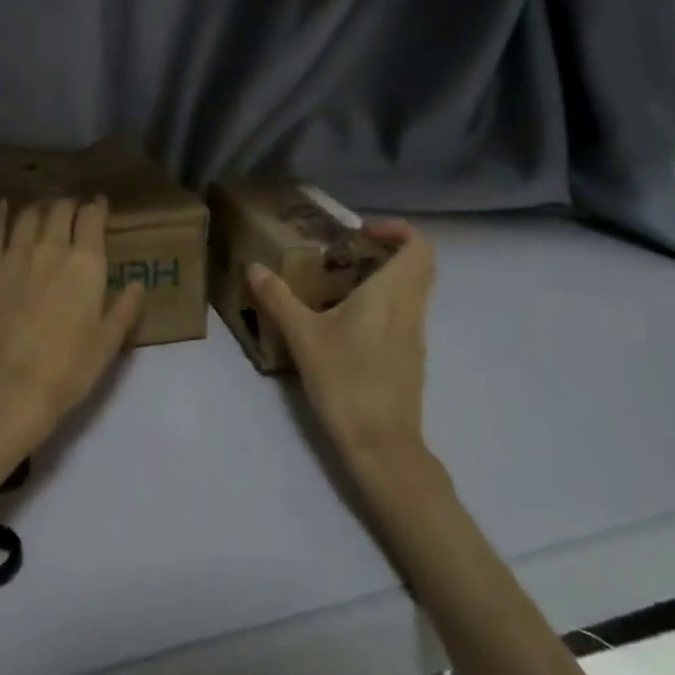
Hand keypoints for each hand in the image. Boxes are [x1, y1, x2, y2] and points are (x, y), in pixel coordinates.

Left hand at [0, 196, 145, 436]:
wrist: (10, 382)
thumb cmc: (69, 367)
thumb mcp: (108, 342)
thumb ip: (125, 309)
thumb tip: (138, 284)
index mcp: (87, 263)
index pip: (93, 219)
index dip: (97, 207)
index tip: (98, 203)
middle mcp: (52, 248)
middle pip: (60, 211)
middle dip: (68, 203)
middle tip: (71, 205)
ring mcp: (15, 254)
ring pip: (28, 216)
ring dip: (39, 206)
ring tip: (42, 206)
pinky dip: (1, 214)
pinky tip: (3, 207)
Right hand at [246, 219, 434, 461]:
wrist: (381, 444)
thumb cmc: (346, 381)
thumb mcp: (303, 337)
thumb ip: (279, 298)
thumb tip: (255, 268)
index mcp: (392, 294)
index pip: (419, 246)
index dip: (396, 229)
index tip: (360, 231)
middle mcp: (411, 308)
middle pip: (419, 265)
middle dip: (387, 249)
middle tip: (348, 251)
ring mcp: (415, 335)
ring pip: (412, 290)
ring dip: (384, 276)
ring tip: (339, 281)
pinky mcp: (410, 357)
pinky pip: (404, 313)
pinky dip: (383, 302)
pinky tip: (346, 319)